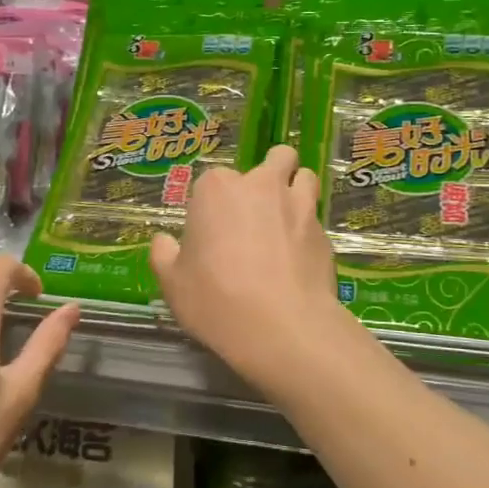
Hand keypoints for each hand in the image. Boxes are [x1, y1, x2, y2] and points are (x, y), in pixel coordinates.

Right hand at [149, 145, 348, 397]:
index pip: (213, 180)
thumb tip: (163, 241)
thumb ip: (164, 255)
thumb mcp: (173, 284)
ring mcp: (299, 205)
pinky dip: (309, 229)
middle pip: (273, 159)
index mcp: (218, 189)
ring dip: (296, 188)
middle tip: (257, 211)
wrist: (282, 328)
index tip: (211, 232)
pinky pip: (317, 218)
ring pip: (304, 177)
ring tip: (287, 219)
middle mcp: (261, 185)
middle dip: (268, 175)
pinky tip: (300, 257)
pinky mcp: (325, 232)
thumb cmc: (216, 300)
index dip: (213, 204)